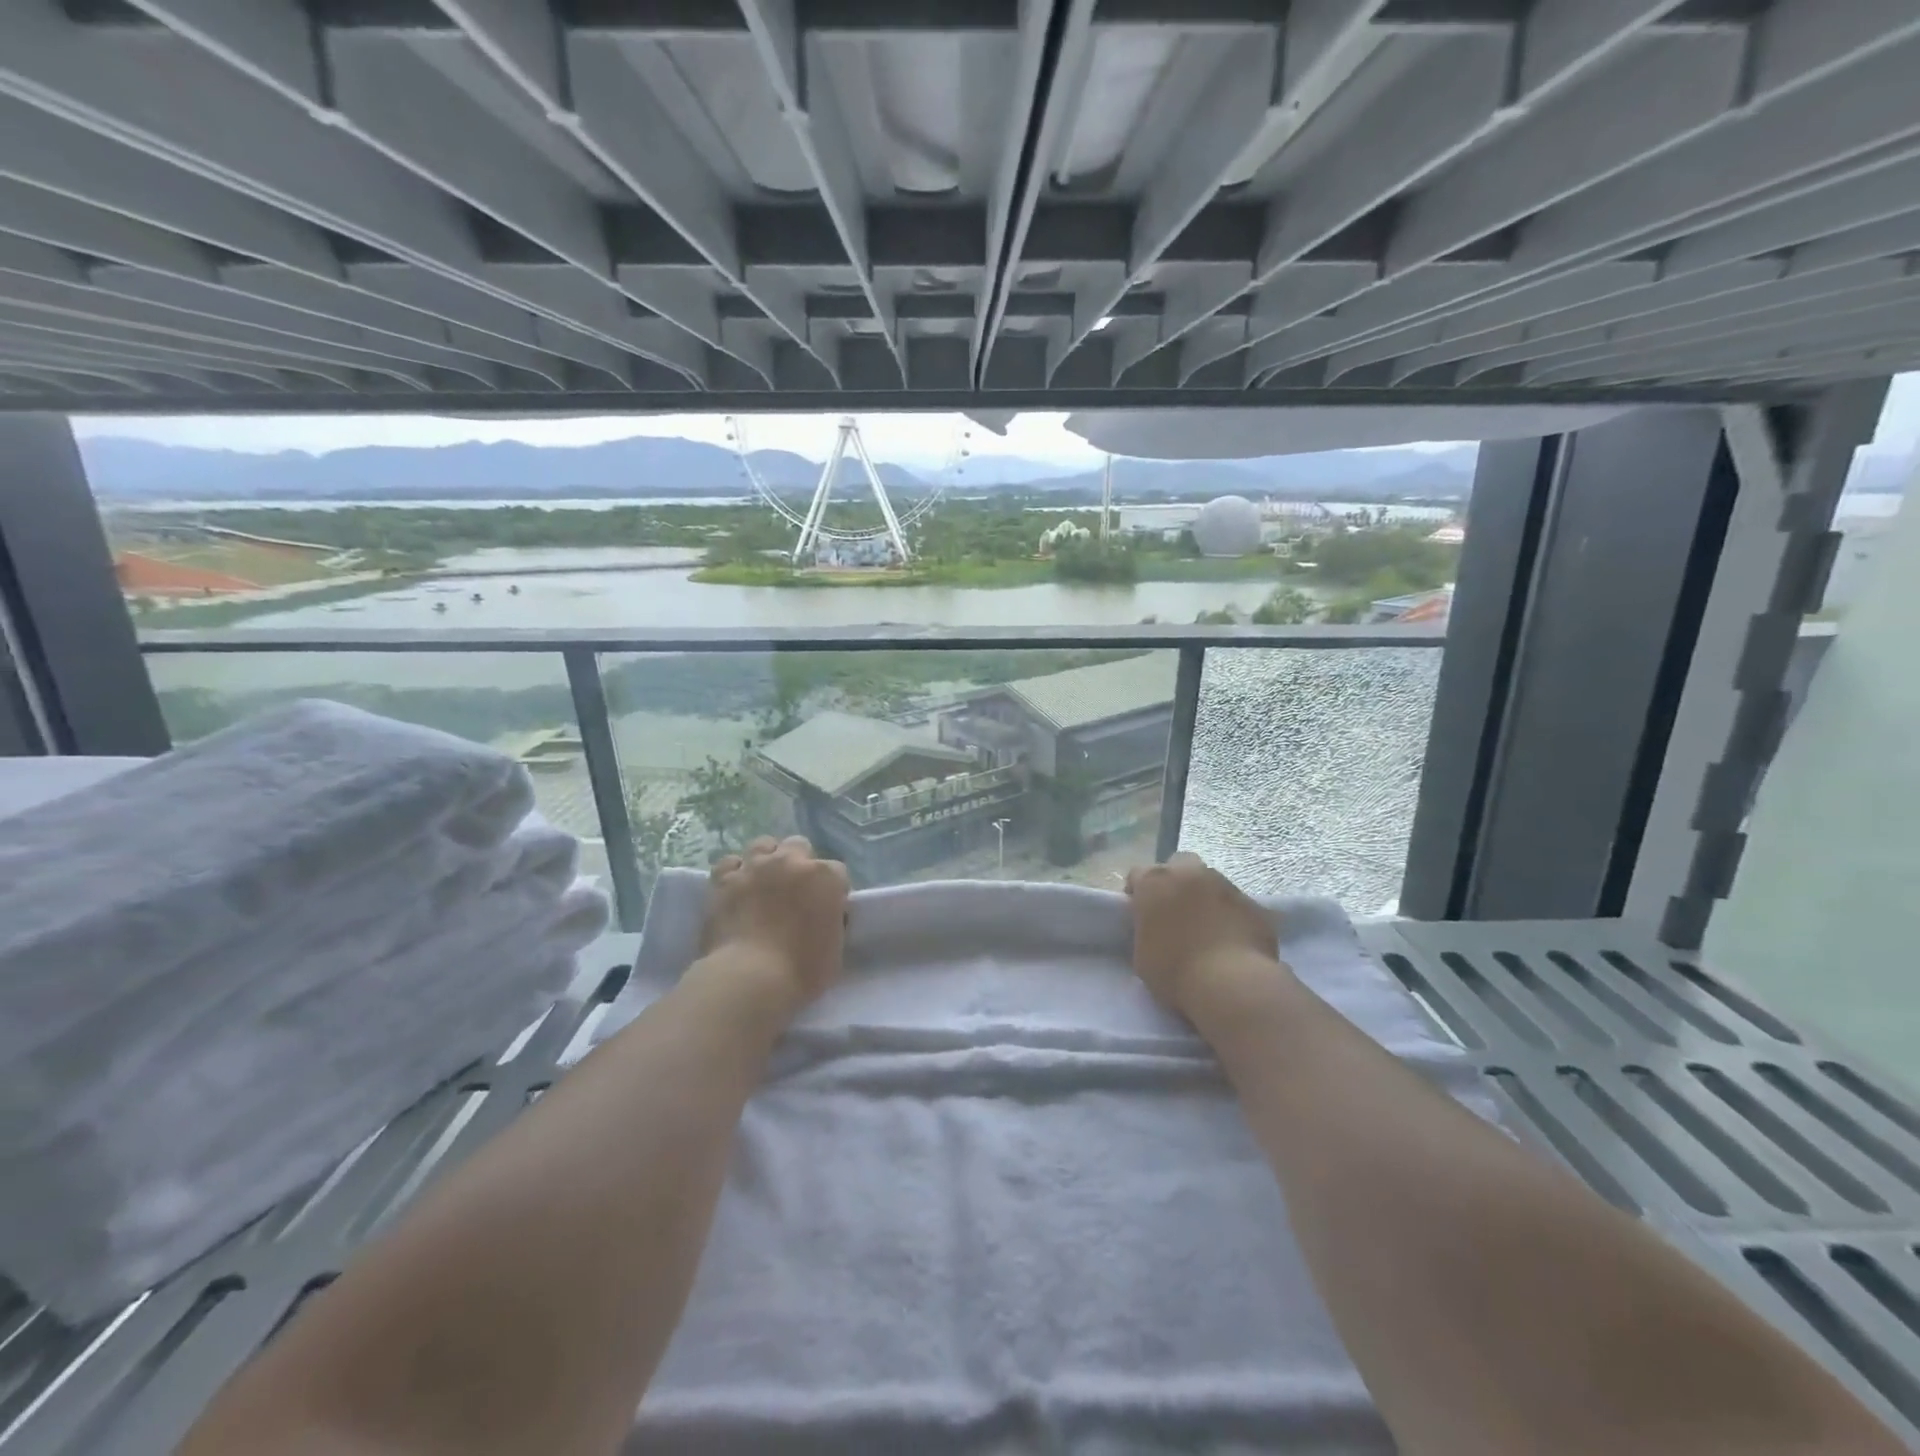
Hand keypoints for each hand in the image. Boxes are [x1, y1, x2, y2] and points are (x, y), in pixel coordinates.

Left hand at [700, 836, 849, 1016]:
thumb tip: (823, 915)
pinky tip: (736, 887)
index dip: (832, 891)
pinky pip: (730, 862)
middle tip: (794, 892)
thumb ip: (832, 921)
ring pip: (764, 844)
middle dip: (800, 863)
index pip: (837, 872)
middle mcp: (792, 862)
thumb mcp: (835, 948)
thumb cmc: (801, 971)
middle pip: (799, 846)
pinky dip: (734, 872)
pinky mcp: (724, 879)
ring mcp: (755, 867)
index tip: (826, 909)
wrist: (750, 979)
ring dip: (767, 859)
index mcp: (826, 877)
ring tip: (764, 882)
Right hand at [1125, 851, 1284, 1020]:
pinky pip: (1237, 905)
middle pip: (1179, 864)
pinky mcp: (1254, 904)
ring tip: (1206, 928)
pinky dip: (1232, 916)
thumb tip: (1154, 930)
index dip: (1138, 893)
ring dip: (1205, 897)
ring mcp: (1225, 885)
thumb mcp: (1141, 954)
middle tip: (1175, 911)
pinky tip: (1232, 941)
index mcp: (1155, 882)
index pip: (1138, 874)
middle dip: (1176, 881)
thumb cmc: (1174, 972)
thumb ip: (1145, 930)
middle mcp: (1190, 874)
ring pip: (1211, 881)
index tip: (1140, 914)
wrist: (1230, 986)